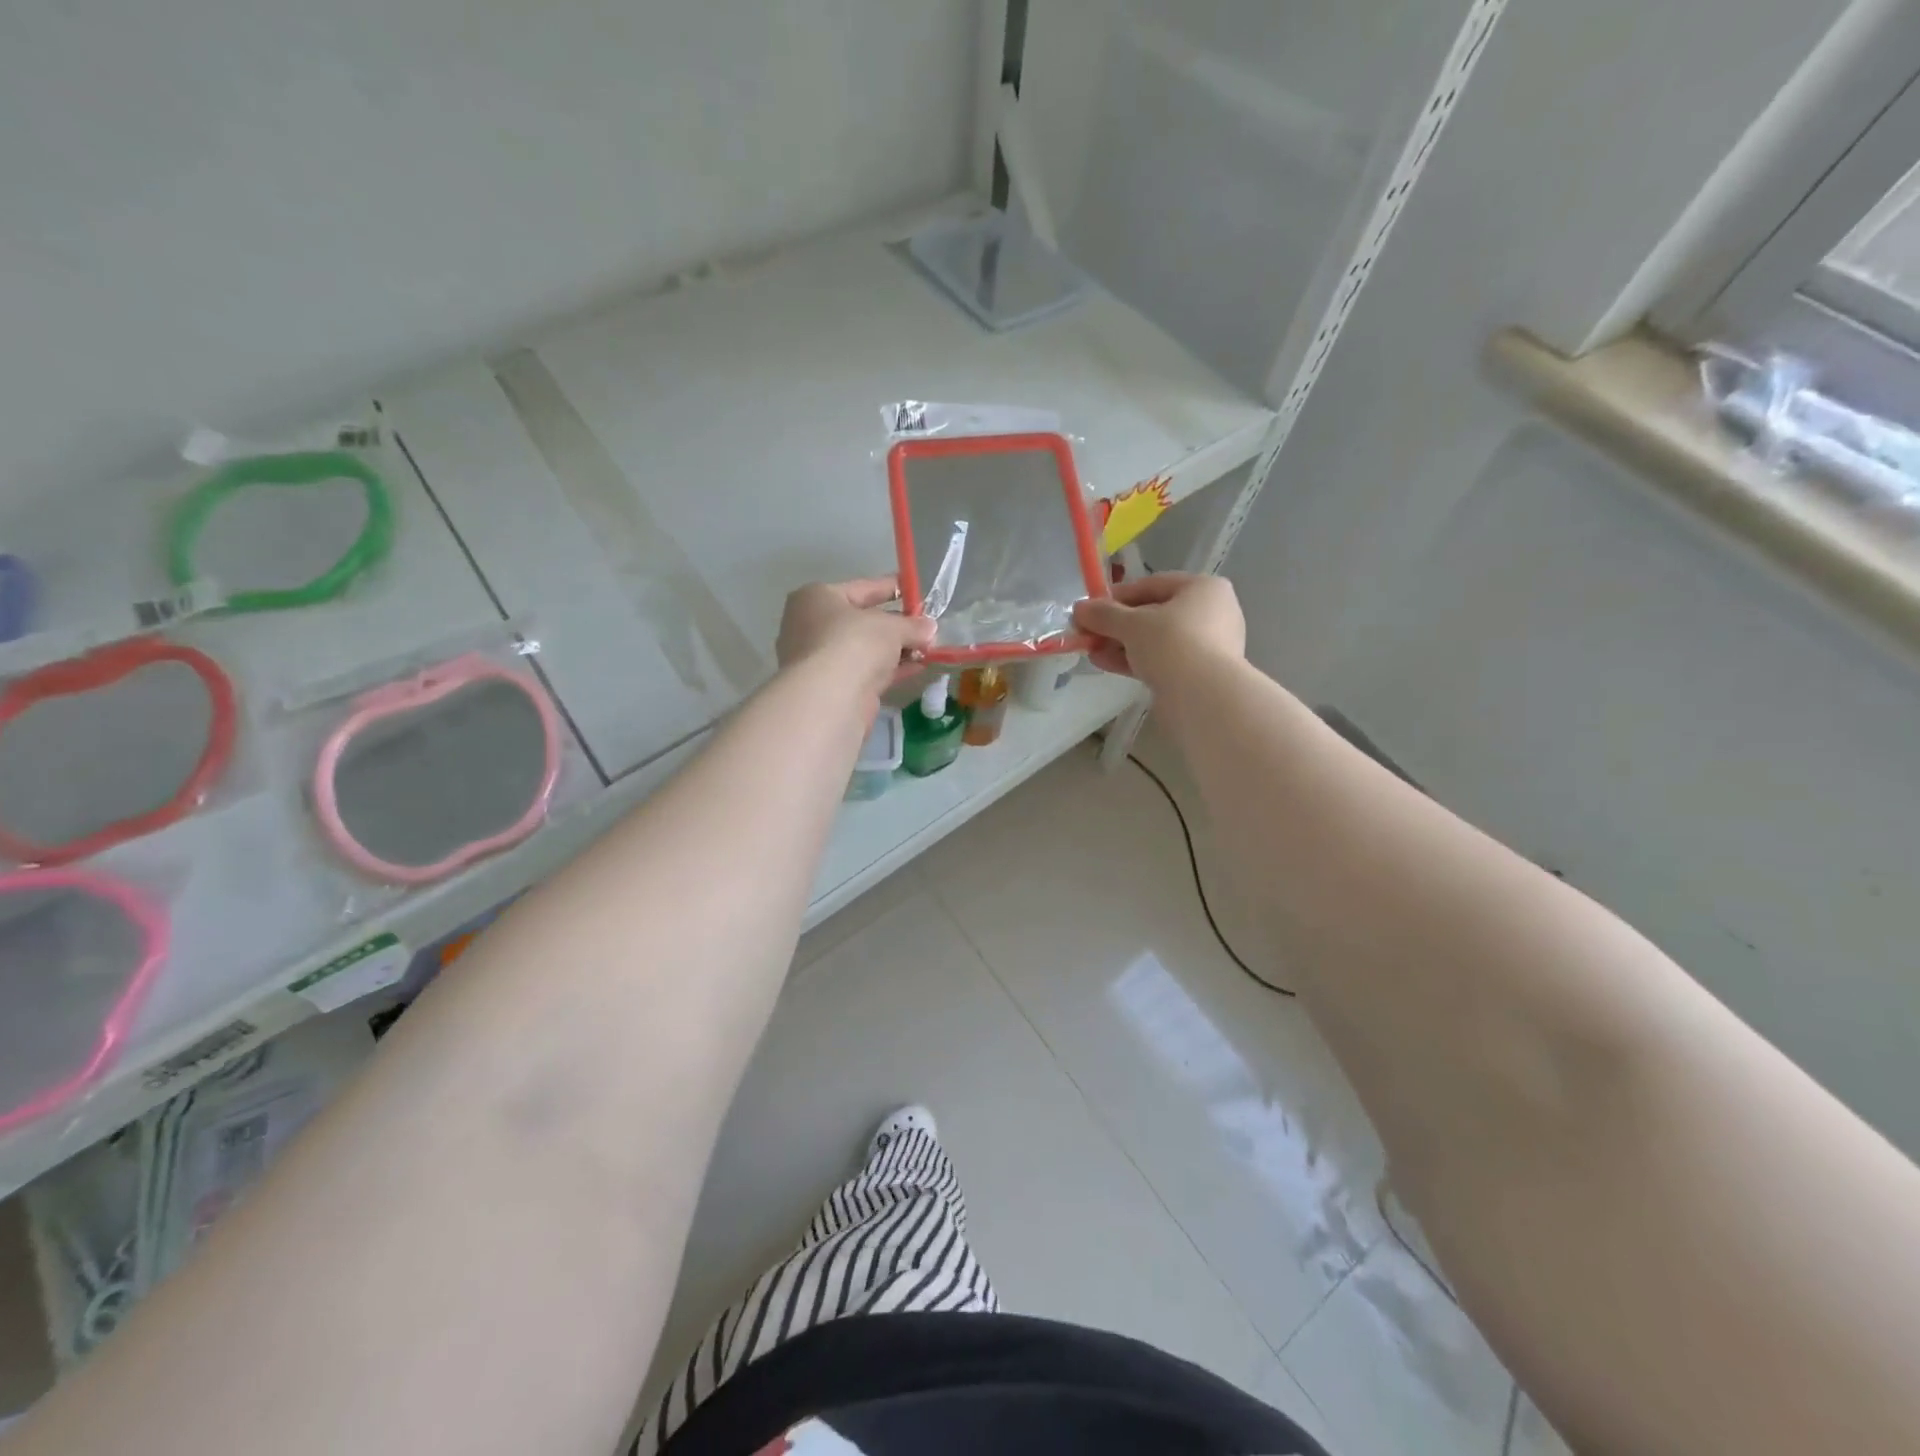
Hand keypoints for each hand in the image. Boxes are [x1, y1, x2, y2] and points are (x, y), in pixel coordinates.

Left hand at [777, 577, 937, 697]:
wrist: (831, 697)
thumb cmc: (854, 642)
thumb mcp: (890, 626)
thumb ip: (912, 625)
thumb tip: (930, 627)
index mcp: (817, 598)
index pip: (861, 588)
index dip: (891, 588)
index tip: (915, 589)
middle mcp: (812, 625)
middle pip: (863, 621)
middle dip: (897, 624)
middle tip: (926, 625)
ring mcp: (821, 659)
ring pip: (866, 649)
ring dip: (897, 648)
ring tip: (929, 647)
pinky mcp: (833, 686)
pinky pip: (867, 670)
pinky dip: (891, 668)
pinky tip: (918, 667)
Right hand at [1072, 573, 1245, 684]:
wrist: (1204, 697)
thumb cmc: (1172, 644)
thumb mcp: (1132, 624)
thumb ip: (1104, 614)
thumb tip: (1080, 608)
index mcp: (1203, 588)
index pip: (1152, 584)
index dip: (1118, 596)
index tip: (1091, 608)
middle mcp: (1211, 612)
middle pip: (1154, 614)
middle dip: (1117, 625)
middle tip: (1088, 633)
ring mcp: (1207, 645)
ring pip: (1156, 640)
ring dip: (1121, 645)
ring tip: (1092, 652)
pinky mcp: (1199, 673)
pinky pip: (1162, 660)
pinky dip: (1135, 661)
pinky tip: (1106, 664)